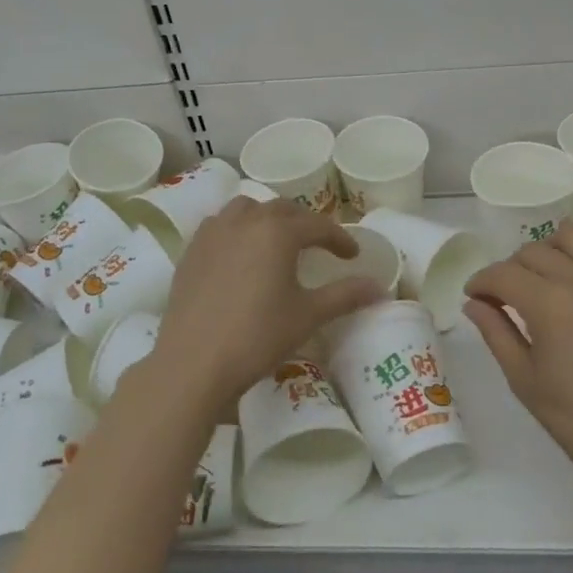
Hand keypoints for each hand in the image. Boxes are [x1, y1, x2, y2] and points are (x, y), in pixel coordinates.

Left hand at [148, 198, 384, 412]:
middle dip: (305, 223)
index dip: (339, 239)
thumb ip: (345, 296)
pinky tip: (241, 253)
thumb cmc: (257, 337)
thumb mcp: (308, 316)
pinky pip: (220, 225)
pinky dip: (238, 229)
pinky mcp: (192, 251)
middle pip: (282, 209)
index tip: (352, 255)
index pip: (318, 225)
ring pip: (247, 209)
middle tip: (319, 245)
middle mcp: (245, 221)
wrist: (193, 363)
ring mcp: (214, 233)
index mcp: (277, 232)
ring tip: (278, 240)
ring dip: (268, 218)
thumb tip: (380, 288)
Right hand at [464, 224, 572, 503]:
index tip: (474, 296)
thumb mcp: (523, 379)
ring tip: (546, 278)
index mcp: (549, 305)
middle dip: (510, 270)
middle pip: (532, 251)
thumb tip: (473, 303)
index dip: (481, 282)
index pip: (502, 274)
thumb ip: (496, 332)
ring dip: (550, 249)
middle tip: (506, 297)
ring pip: (572, 235)